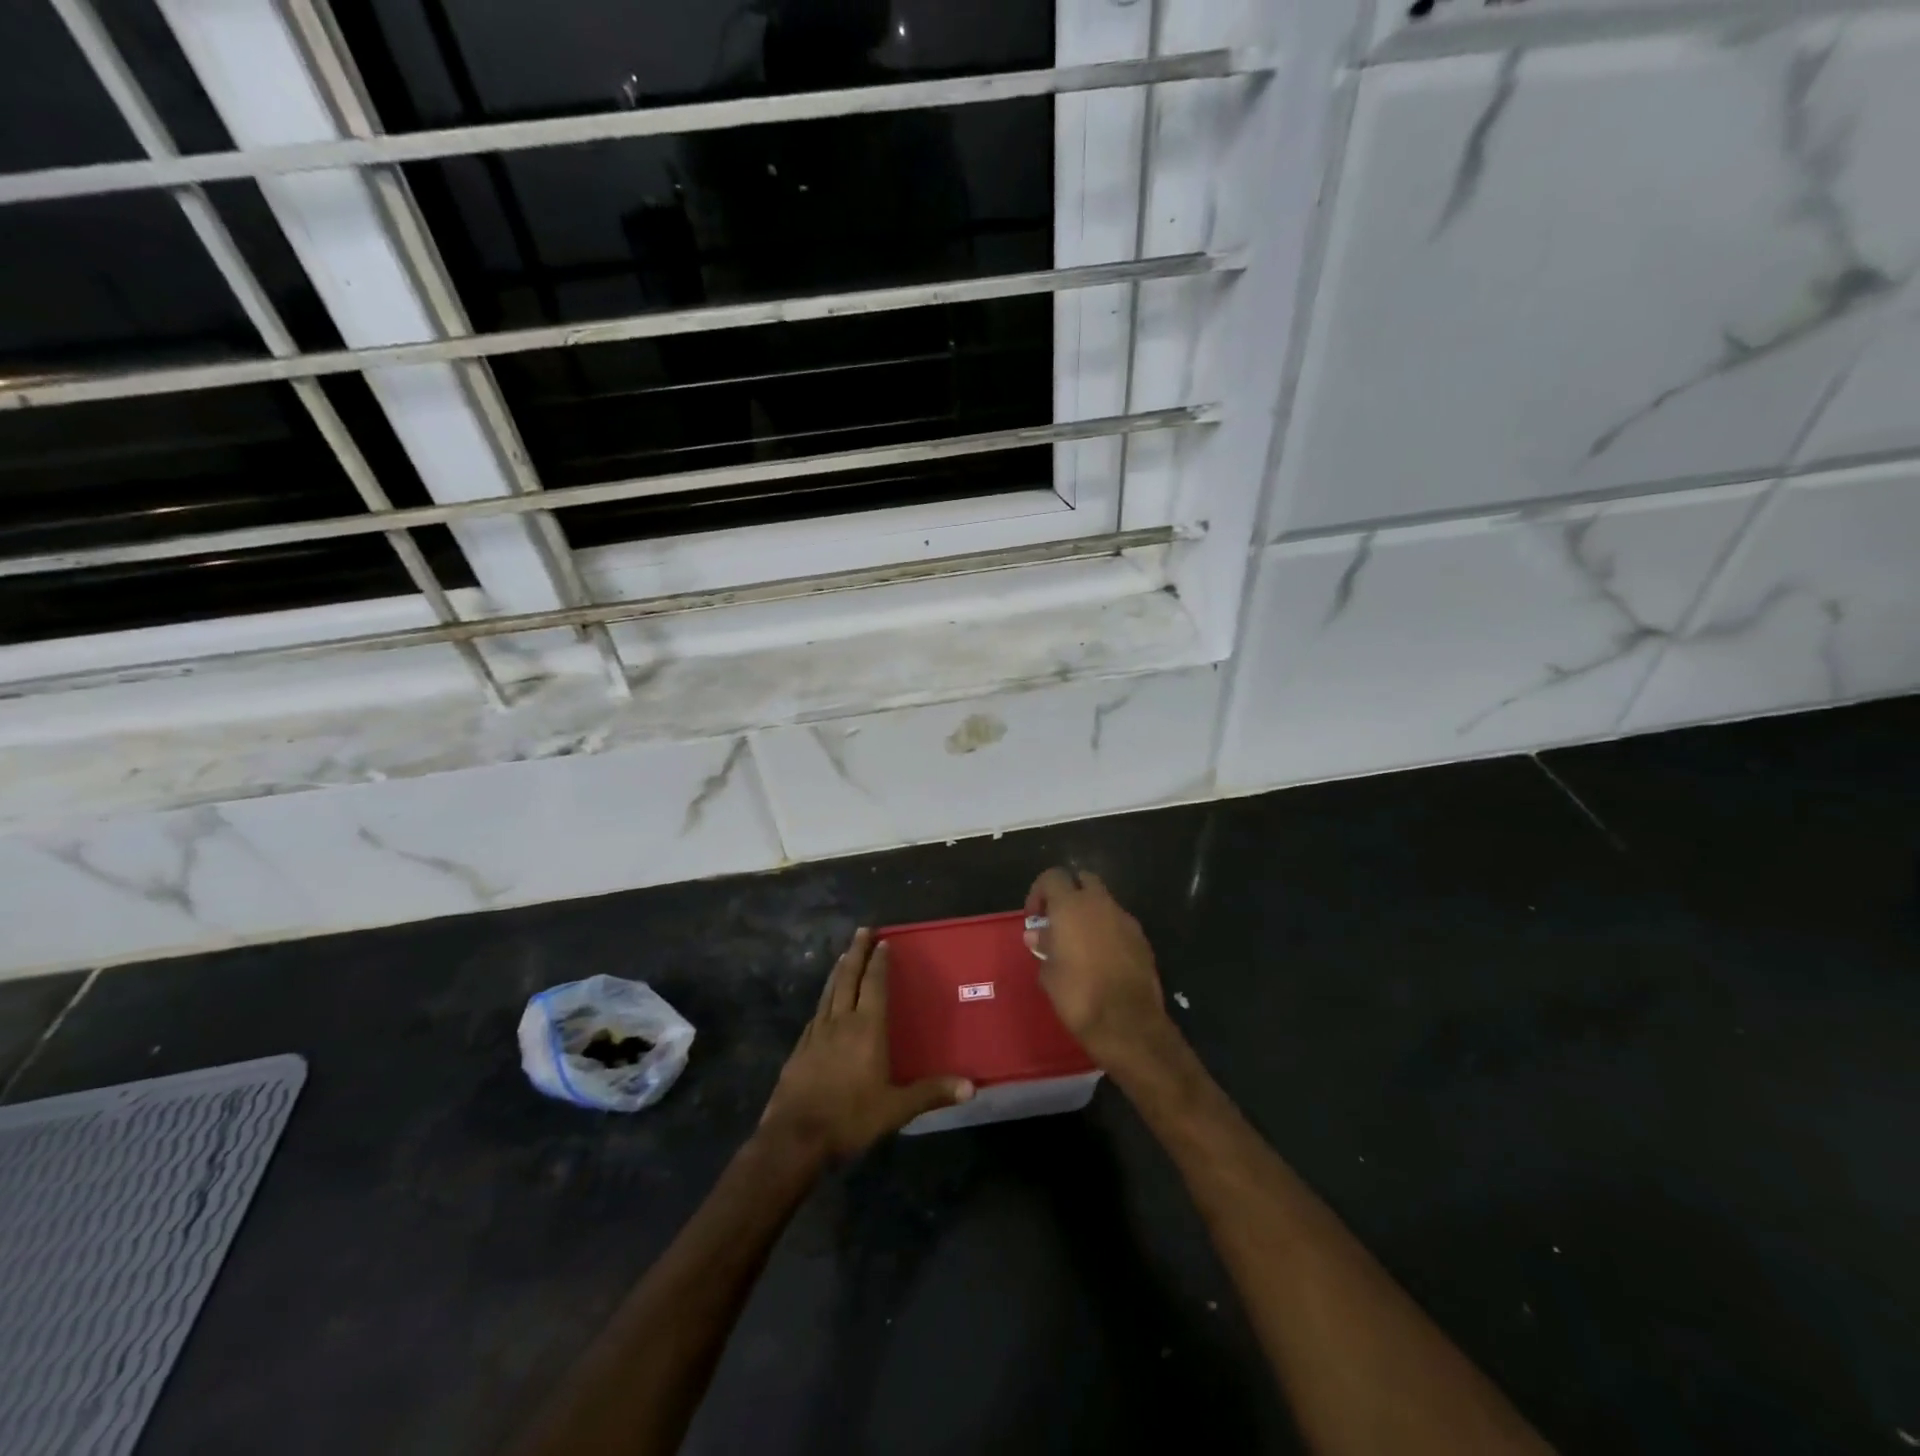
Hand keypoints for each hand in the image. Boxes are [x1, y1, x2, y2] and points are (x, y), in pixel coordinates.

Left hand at [760, 929, 972, 1161]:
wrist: (794, 1137)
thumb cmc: (850, 1118)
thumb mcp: (896, 1109)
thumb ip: (931, 1093)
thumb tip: (971, 1086)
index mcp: (867, 1029)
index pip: (874, 985)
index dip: (879, 962)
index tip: (883, 941)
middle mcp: (841, 1022)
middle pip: (848, 978)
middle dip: (856, 952)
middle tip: (862, 930)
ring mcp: (816, 1033)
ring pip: (829, 991)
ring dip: (838, 971)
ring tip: (843, 955)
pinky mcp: (800, 1048)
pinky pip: (816, 1013)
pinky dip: (824, 999)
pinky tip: (825, 1003)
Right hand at [1026, 867, 1174, 1070]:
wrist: (1127, 1023)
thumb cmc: (1078, 995)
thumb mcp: (1048, 973)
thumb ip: (1043, 946)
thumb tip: (1037, 935)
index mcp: (1071, 906)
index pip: (1053, 876)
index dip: (1039, 892)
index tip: (1035, 917)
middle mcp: (1100, 904)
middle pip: (1083, 879)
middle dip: (1069, 893)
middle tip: (1058, 921)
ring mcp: (1125, 919)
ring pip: (1104, 901)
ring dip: (1090, 913)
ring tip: (1080, 943)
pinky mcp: (1142, 939)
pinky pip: (1119, 923)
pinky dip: (1108, 930)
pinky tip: (1102, 958)